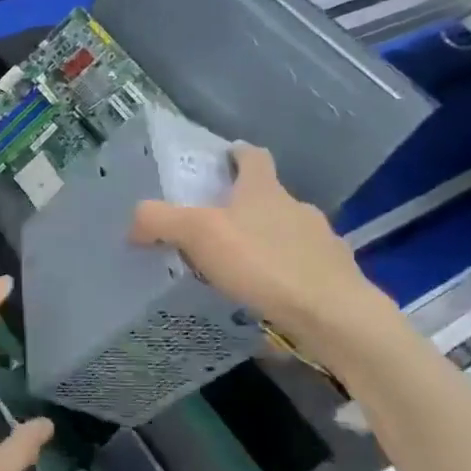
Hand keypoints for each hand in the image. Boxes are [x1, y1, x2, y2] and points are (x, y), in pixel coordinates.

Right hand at [130, 143, 397, 365]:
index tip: (224, 158)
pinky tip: (268, 301)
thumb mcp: (198, 234)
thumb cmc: (264, 263)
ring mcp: (323, 244)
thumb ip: (159, 221)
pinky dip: (285, 280)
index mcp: (265, 190)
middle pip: (269, 198)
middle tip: (215, 229)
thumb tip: (133, 223)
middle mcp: (297, 209)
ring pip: (287, 236)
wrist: (334, 316)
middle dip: (245, 208)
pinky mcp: (336, 280)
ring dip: (266, 246)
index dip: (237, 154)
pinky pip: (302, 272)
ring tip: (240, 272)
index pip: (253, 157)